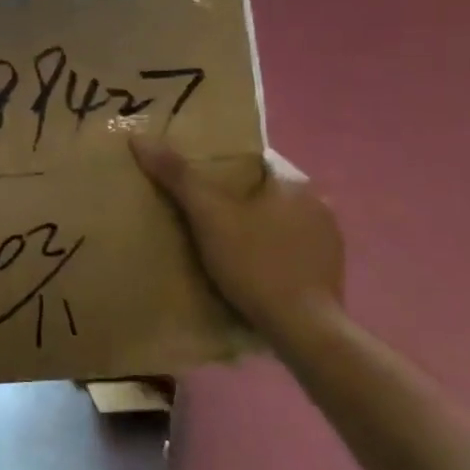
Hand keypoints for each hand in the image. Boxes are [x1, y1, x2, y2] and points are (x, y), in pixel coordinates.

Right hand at [130, 137, 344, 335]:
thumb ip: (177, 176)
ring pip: (280, 220)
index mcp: (295, 181)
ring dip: (256, 226)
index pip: (253, 159)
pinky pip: (292, 248)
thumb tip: (139, 138)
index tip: (194, 181)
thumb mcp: (208, 216)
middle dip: (237, 199)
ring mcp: (329, 238)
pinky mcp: (330, 270)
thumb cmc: (255, 263)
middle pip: (265, 190)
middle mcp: (318, 202)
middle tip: (200, 214)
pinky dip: (271, 251)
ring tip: (222, 243)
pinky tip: (251, 269)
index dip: (221, 166)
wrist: (304, 330)